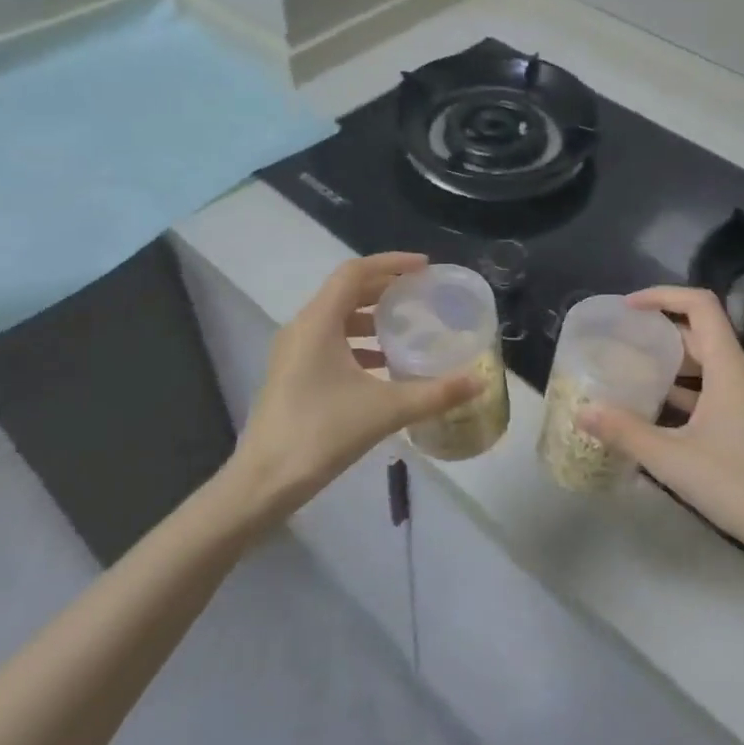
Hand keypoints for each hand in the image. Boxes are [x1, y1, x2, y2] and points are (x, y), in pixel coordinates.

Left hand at [225, 253, 480, 522]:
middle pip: (346, 292)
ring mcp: (293, 352)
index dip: (391, 263)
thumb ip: (435, 393)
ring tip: (407, 329)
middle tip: (422, 295)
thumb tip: (479, 381)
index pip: (354, 272)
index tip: (425, 268)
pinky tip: (384, 367)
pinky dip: (357, 343)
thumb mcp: (385, 410)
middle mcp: (302, 328)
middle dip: (385, 289)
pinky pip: (329, 342)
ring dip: (371, 317)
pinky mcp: (292, 375)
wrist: (264, 481)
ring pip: (336, 318)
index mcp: (318, 322)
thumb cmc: (321, 433)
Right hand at [579, 286, 743, 577]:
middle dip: (660, 333)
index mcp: (730, 368)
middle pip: (702, 334)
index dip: (662, 296)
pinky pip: (719, 389)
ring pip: (710, 365)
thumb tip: (583, 411)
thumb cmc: (739, 485)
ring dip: (673, 365)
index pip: (700, 306)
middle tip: (621, 342)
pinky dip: (690, 391)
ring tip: (633, 373)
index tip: (628, 307)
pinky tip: (661, 412)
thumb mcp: (672, 459)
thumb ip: (625, 431)